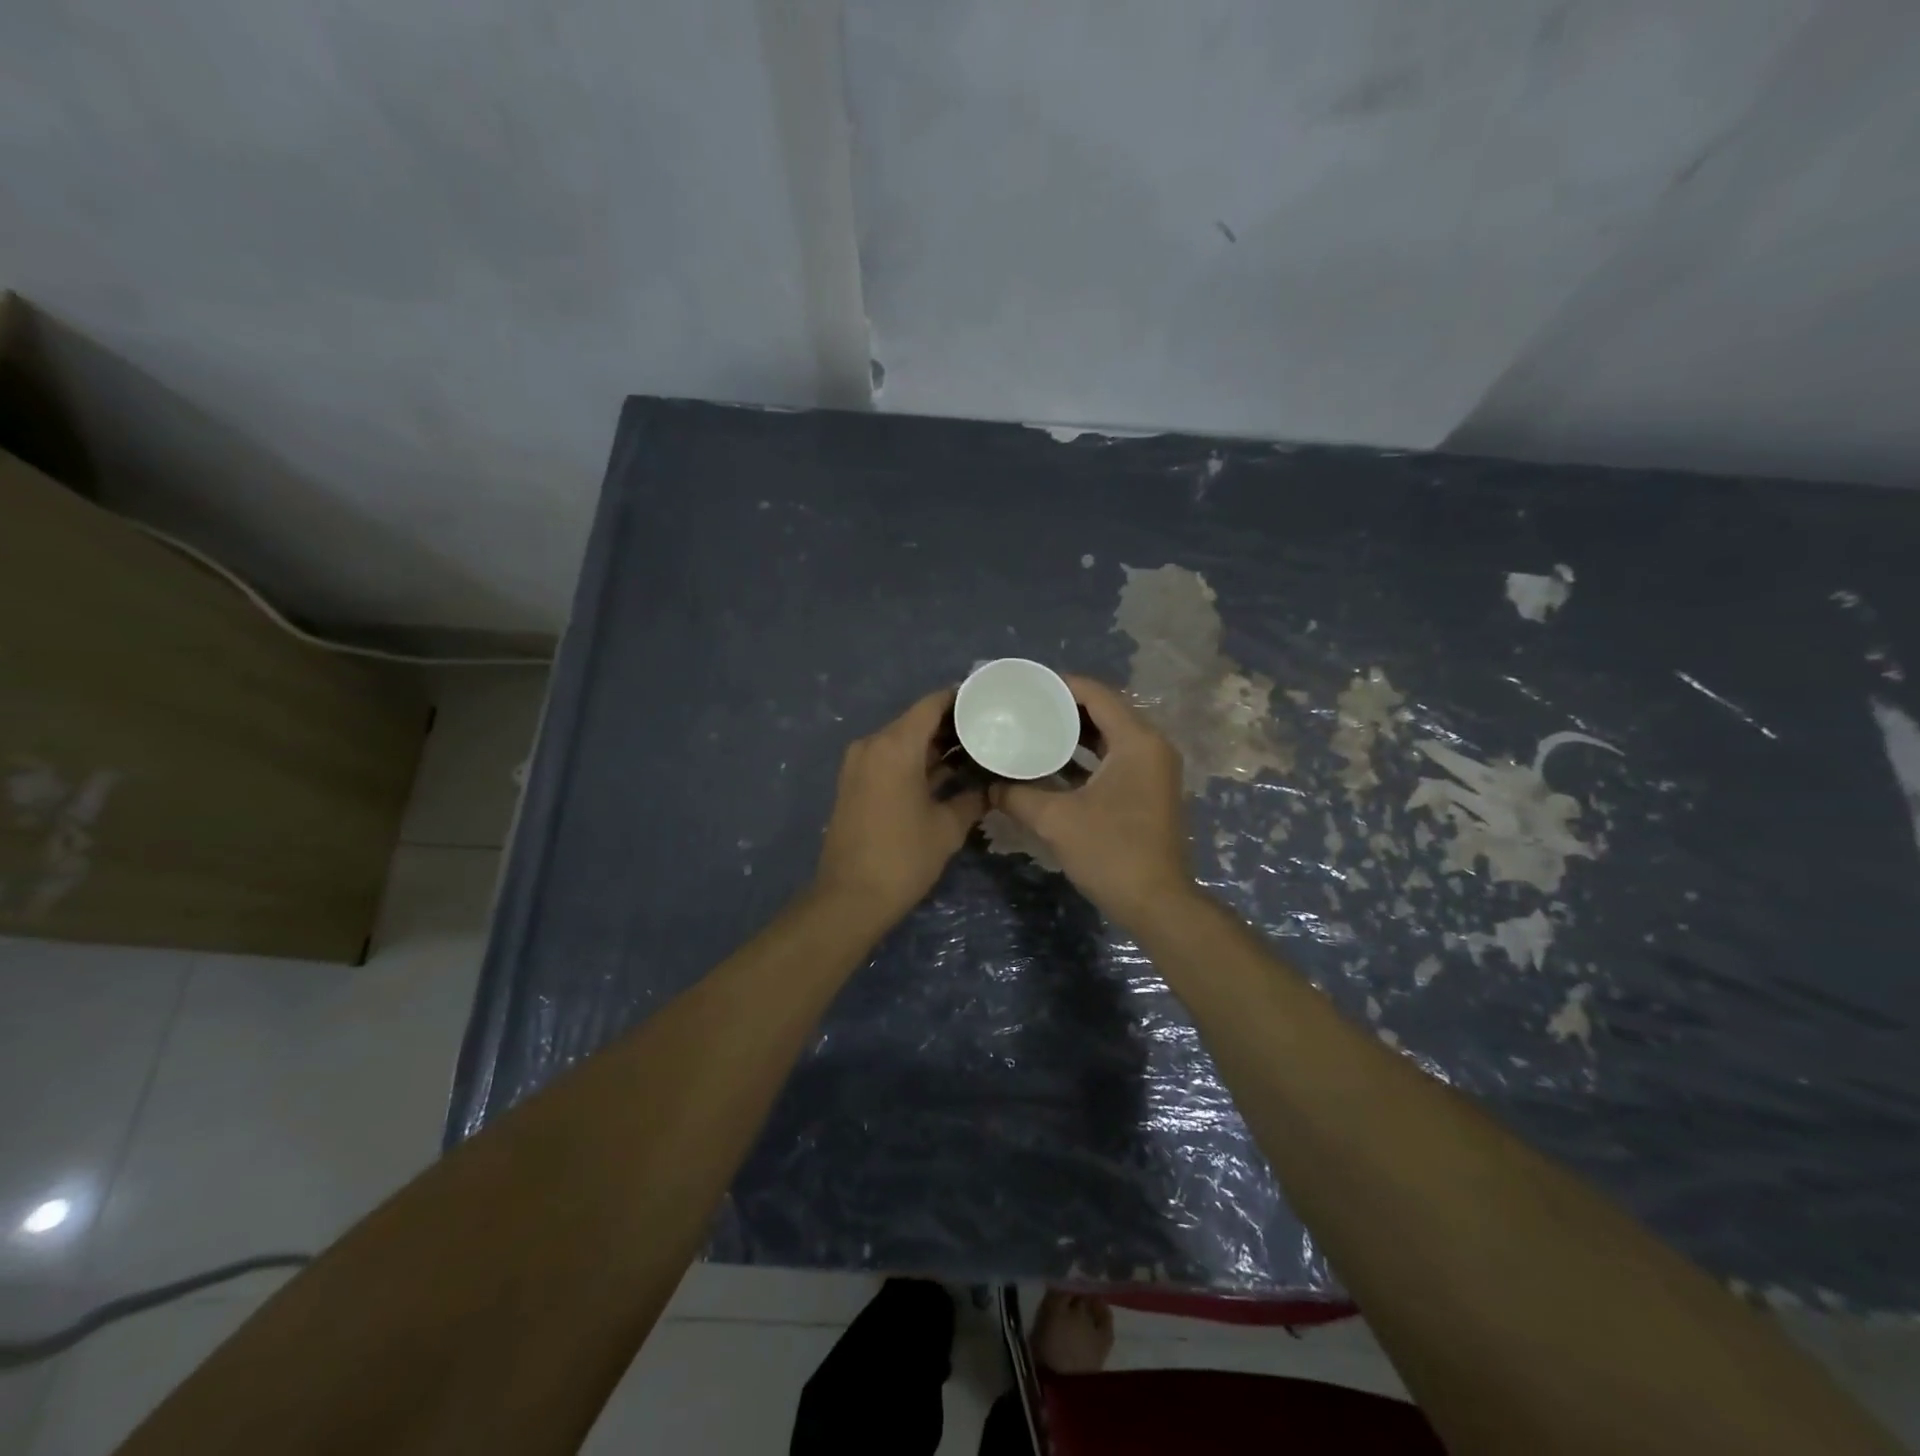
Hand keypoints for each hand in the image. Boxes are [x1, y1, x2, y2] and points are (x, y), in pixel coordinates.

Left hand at [814, 688, 985, 922]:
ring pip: (903, 741)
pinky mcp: (855, 784)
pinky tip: (947, 772)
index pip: (931, 705)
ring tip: (975, 749)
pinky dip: (915, 762)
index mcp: (894, 746)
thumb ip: (972, 799)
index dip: (960, 698)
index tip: (989, 700)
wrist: (850, 898)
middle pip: (916, 721)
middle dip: (951, 724)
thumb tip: (991, 789)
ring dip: (934, 745)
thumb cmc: (903, 857)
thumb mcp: (947, 828)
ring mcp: (859, 764)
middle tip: (990, 728)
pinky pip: (890, 759)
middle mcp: (872, 745)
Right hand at [991, 676, 1192, 925]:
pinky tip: (1053, 763)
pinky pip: (1115, 758)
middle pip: (1105, 711)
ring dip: (1074, 733)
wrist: (1157, 904)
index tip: (1024, 688)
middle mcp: (1151, 746)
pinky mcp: (1149, 790)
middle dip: (1064, 708)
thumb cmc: (1111, 853)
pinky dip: (1086, 756)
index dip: (1059, 686)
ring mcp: (1154, 769)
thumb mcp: (1056, 820)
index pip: (1096, 694)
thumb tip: (987, 785)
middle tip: (1024, 708)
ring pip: (1110, 736)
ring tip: (1034, 729)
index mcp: (1137, 741)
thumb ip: (1017, 795)